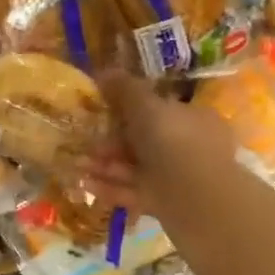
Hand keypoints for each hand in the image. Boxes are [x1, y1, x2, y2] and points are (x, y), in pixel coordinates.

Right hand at [85, 71, 237, 216]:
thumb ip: (125, 89)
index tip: (101, 109)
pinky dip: (110, 187)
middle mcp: (188, 146)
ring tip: (76, 164)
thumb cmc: (174, 143)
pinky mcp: (164, 203)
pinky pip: (132, 191)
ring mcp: (177, 177)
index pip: (159, 108)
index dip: (129, 108)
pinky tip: (85, 184)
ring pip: (135, 167)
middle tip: (83, 140)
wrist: (198, 201)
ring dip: (105, 165)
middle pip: (143, 140)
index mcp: (193, 118)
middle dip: (110, 141)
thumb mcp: (146, 106)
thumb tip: (104, 70)